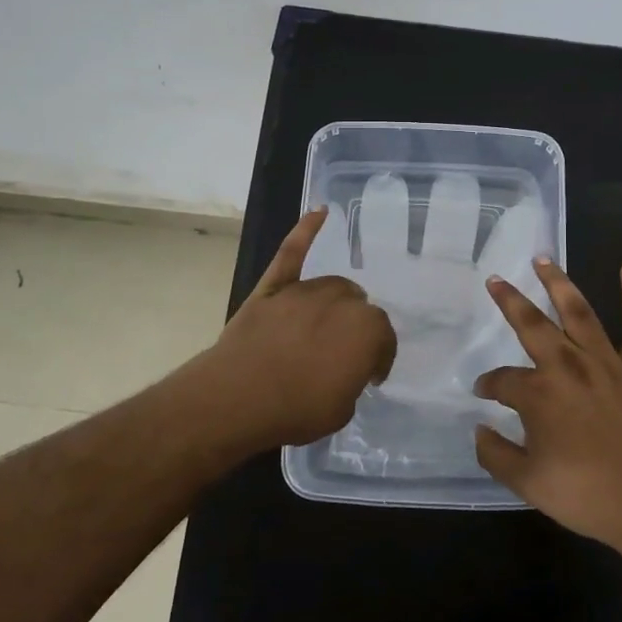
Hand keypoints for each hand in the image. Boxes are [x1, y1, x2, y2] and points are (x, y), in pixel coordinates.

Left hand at [192, 208, 395, 452]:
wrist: (238, 398)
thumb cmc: (296, 409)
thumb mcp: (342, 408)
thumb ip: (351, 379)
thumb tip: (346, 368)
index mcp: (367, 330)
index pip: (384, 340)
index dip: (378, 360)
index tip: (369, 377)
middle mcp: (342, 302)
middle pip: (359, 308)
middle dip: (357, 330)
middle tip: (343, 356)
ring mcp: (305, 291)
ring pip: (333, 287)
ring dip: (337, 303)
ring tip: (329, 325)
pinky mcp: (274, 287)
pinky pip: (292, 252)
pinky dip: (306, 231)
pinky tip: (319, 212)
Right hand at [474, 260, 621, 561]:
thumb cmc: (586, 496)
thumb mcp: (526, 483)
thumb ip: (495, 453)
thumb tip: (479, 429)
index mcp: (538, 394)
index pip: (502, 380)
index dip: (488, 385)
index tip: (483, 393)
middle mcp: (568, 367)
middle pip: (532, 325)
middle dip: (510, 301)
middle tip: (495, 280)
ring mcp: (607, 364)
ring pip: (579, 313)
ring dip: (559, 283)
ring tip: (543, 259)